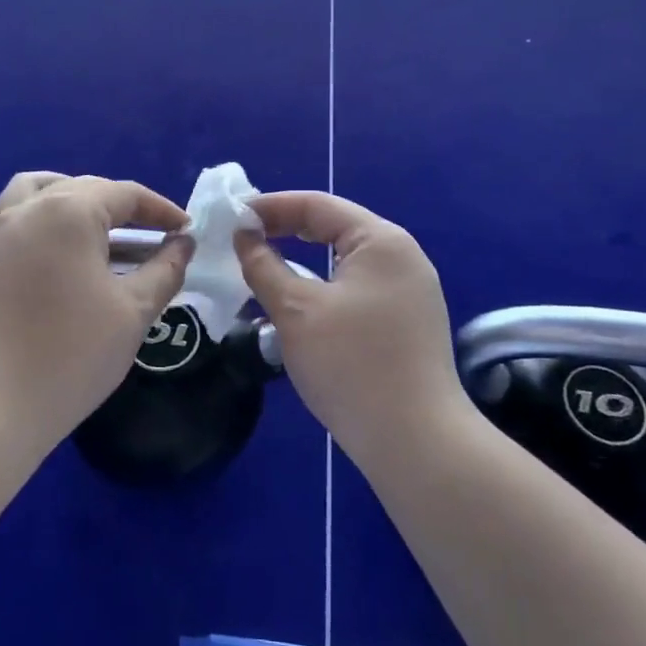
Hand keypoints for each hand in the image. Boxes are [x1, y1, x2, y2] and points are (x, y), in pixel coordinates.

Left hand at [0, 172, 194, 441]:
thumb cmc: (74, 352)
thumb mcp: (134, 310)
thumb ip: (165, 269)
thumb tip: (183, 244)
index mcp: (69, 212)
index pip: (125, 194)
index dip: (161, 210)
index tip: (187, 232)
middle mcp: (29, 208)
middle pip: (84, 188)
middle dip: (124, 208)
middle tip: (156, 237)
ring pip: (40, 191)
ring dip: (75, 200)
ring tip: (102, 229)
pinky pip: (11, 218)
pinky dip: (38, 219)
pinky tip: (56, 250)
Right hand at [234, 192, 466, 458]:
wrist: (415, 441)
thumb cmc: (351, 365)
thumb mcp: (295, 311)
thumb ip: (263, 266)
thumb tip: (244, 236)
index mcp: (381, 240)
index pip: (317, 205)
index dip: (270, 207)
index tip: (231, 219)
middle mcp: (402, 256)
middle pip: (334, 227)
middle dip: (285, 230)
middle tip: (242, 240)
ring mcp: (410, 290)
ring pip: (344, 260)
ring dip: (302, 259)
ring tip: (263, 266)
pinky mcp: (408, 320)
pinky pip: (357, 286)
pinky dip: (323, 285)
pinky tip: (299, 300)